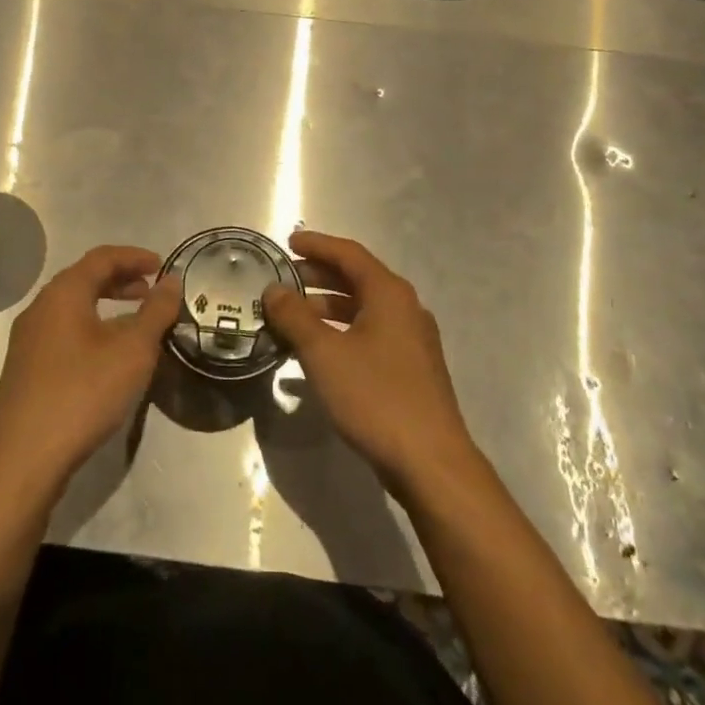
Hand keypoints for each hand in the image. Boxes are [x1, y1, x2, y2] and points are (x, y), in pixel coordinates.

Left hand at [0, 245, 181, 496]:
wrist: (23, 459)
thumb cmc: (83, 393)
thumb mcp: (133, 350)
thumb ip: (155, 311)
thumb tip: (172, 280)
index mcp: (63, 293)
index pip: (102, 258)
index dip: (134, 256)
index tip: (162, 266)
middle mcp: (40, 308)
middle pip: (84, 279)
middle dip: (121, 280)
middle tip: (151, 292)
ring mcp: (28, 340)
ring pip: (73, 308)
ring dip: (107, 306)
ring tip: (136, 324)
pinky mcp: (26, 369)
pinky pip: (64, 332)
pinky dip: (92, 329)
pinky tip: (109, 357)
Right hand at [262, 231, 477, 498]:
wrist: (430, 461)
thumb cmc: (376, 397)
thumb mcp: (324, 353)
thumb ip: (295, 317)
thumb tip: (273, 290)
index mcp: (389, 293)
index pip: (349, 254)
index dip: (317, 245)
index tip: (288, 242)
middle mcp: (405, 308)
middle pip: (358, 278)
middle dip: (319, 275)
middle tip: (285, 278)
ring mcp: (412, 340)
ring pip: (364, 308)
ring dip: (328, 306)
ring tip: (294, 315)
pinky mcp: (411, 368)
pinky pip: (371, 333)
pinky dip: (342, 331)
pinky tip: (319, 352)